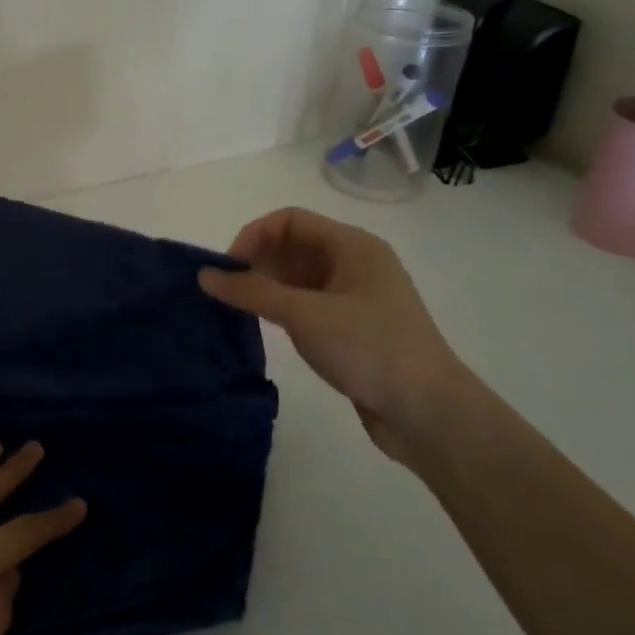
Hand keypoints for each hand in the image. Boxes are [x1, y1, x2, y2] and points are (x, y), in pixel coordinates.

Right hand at [199, 206, 479, 466]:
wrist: (429, 413)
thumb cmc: (369, 348)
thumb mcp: (304, 314)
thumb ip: (251, 291)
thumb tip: (204, 275)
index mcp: (353, 246)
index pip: (290, 220)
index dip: (254, 235)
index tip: (228, 268)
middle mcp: (356, 263)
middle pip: (294, 245)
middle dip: (257, 260)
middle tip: (227, 290)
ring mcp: (356, 297)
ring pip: (299, 276)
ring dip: (266, 285)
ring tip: (238, 308)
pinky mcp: (353, 328)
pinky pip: (308, 303)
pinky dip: (282, 307)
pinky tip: (263, 324)